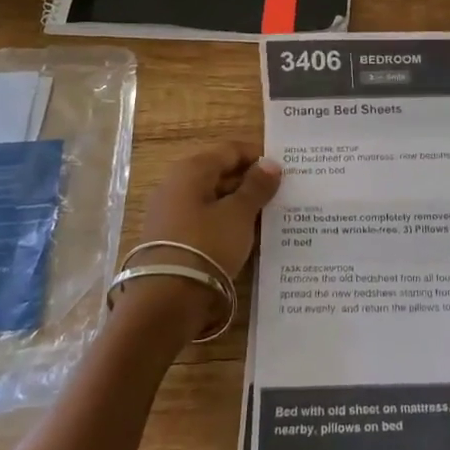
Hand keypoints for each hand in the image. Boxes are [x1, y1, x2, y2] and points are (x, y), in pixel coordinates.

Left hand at [130, 143, 281, 332]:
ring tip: (267, 216)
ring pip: (211, 198)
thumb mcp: (239, 214)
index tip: (284, 170)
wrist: (165, 299)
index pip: (230, 150)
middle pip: (219, 173)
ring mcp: (169, 211)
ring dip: (238, 203)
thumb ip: (256, 187)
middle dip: (249, 181)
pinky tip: (243, 235)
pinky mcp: (169, 237)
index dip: (258, 156)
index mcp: (191, 169)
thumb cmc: (207, 245)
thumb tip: (270, 164)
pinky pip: (203, 219)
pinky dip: (224, 221)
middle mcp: (175, 184)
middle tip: (280, 194)